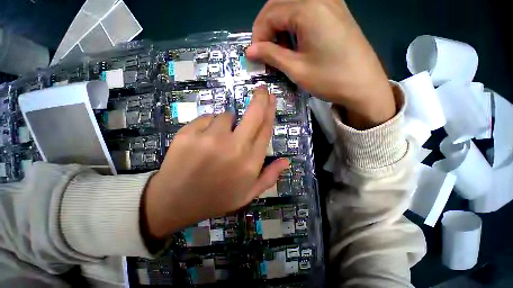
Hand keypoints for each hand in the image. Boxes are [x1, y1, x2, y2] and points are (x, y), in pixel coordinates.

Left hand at [143, 88, 289, 238]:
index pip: (265, 130)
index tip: (272, 98)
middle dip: (260, 99)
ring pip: (226, 116)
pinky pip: (206, 118)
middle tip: (261, 89)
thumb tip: (286, 161)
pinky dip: (208, 126)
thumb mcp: (248, 194)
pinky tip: (201, 142)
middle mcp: (234, 148)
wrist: (176, 201)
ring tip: (217, 141)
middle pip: (253, 115)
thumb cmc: (217, 198)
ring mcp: (210, 139)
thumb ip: (269, 177)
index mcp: (249, 163)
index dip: (270, 111)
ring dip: (226, 123)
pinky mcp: (189, 133)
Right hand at [246, 0, 395, 128]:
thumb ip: (271, 55)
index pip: (269, 14)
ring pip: (291, 6)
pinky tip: (295, 43)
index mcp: (308, 8)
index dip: (258, 35)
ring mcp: (330, 1)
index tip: (255, 56)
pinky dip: (293, 24)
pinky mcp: (335, 10)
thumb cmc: (330, 79)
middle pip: (278, 4)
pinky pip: (305, 9)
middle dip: (266, 29)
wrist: (364, 85)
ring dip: (279, 27)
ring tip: (280, 51)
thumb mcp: (296, 69)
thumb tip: (250, 51)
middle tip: (265, 53)